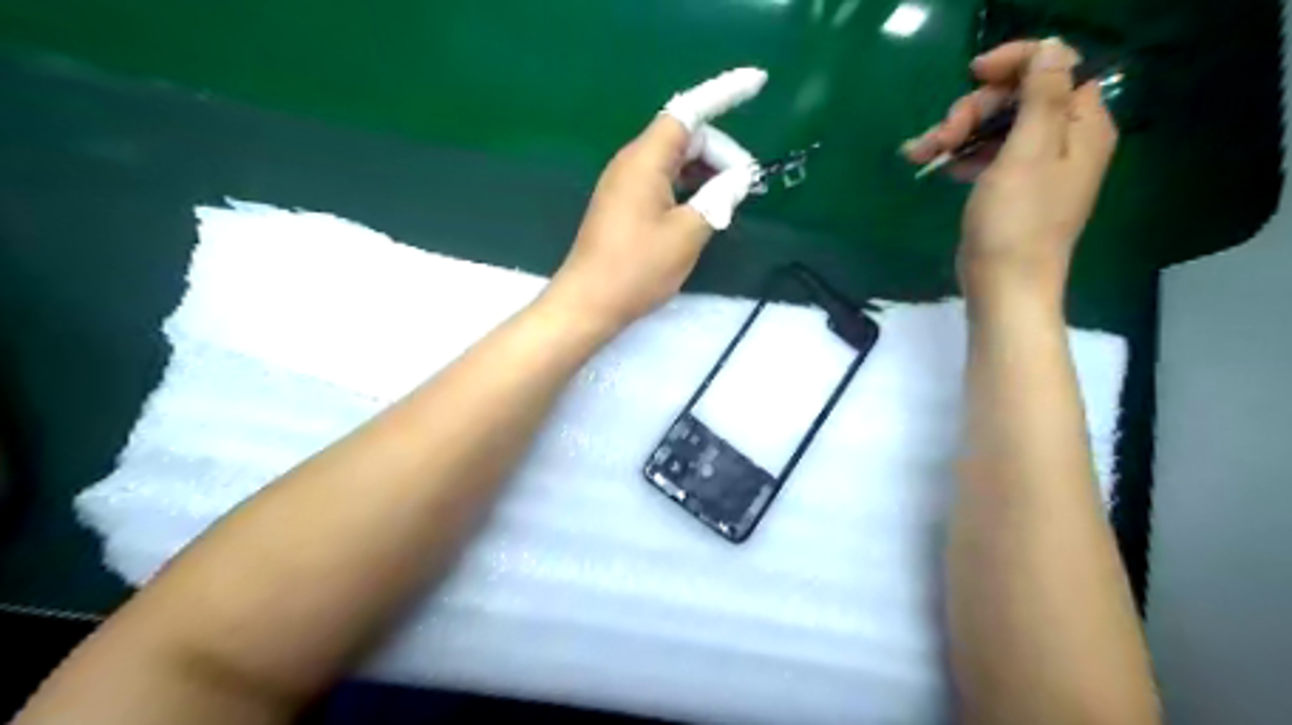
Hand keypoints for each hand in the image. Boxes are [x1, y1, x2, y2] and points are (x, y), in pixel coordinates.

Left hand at [544, 65, 764, 331]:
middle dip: (720, 153)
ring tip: (732, 200)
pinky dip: (688, 188)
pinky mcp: (623, 205)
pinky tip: (704, 210)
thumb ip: (719, 199)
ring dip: (706, 173)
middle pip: (685, 137)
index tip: (757, 85)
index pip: (689, 112)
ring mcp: (625, 184)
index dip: (724, 94)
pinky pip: (663, 181)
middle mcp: (632, 162)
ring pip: (675, 161)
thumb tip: (741, 178)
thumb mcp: (688, 234)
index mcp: (646, 160)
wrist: (589, 302)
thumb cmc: (637, 268)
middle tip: (746, 187)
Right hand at [902, 41, 1114, 306]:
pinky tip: (934, 167)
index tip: (972, 73)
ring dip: (956, 135)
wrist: (1004, 286)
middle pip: (1017, 99)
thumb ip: (1043, 95)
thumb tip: (1051, 47)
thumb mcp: (1029, 152)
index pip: (1056, 69)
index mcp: (1080, 126)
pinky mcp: (1008, 189)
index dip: (1016, 64)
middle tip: (941, 137)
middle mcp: (1063, 141)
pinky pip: (984, 156)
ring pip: (993, 128)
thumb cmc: (1016, 222)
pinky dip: (958, 156)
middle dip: (973, 111)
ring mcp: (1034, 167)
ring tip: (920, 155)